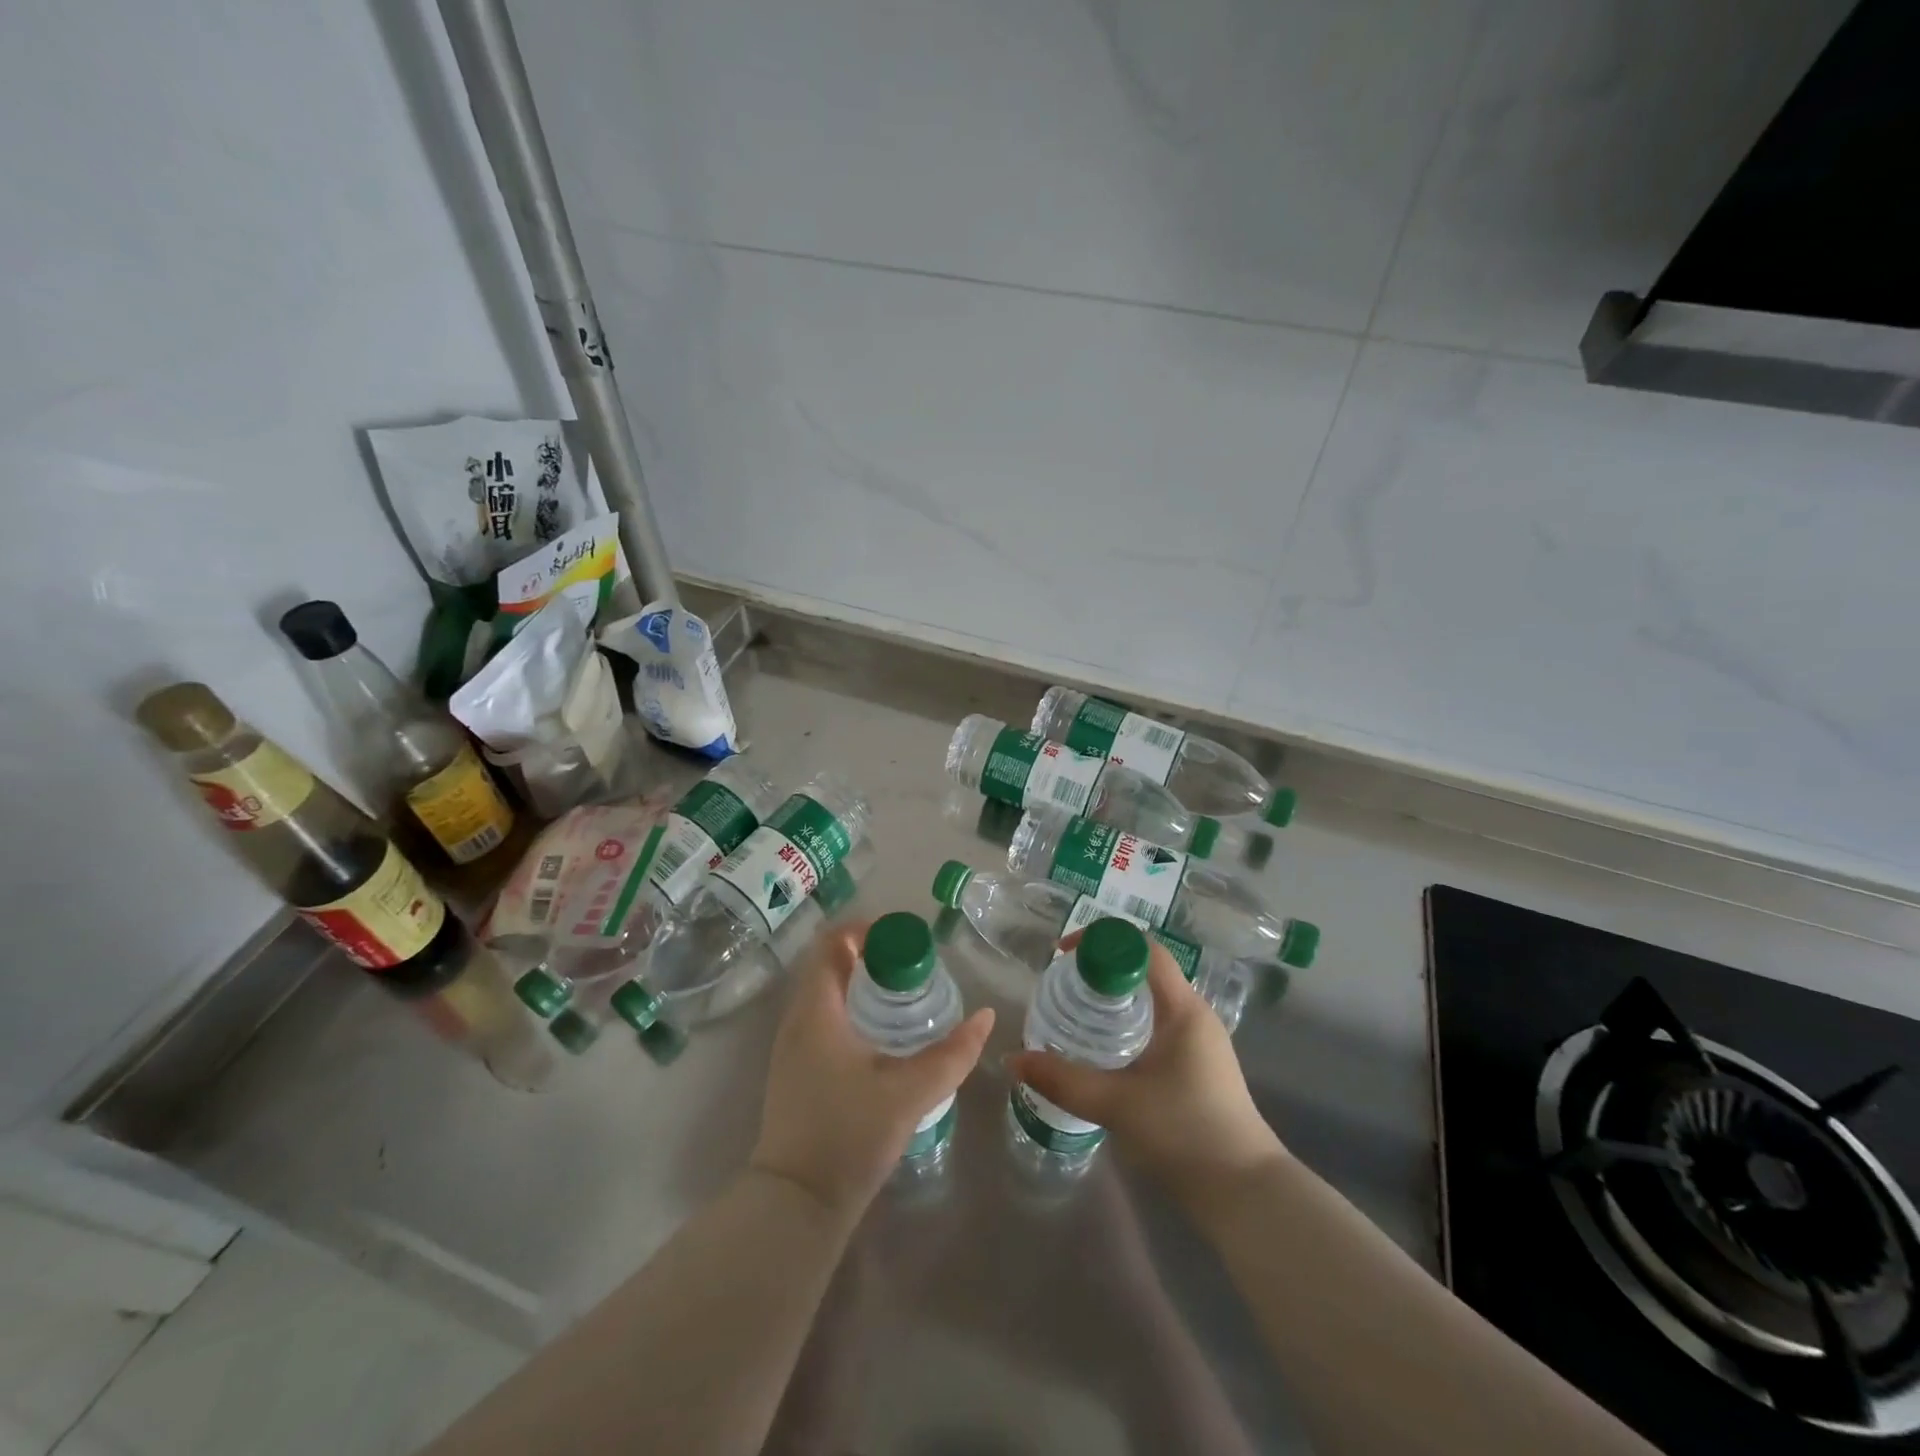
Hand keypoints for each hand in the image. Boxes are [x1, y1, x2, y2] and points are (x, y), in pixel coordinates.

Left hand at [751, 919, 994, 1222]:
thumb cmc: (849, 1136)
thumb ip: (952, 1054)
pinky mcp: (795, 1071)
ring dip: (862, 984)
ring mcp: (791, 1047)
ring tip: (904, 997)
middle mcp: (797, 1019)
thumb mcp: (910, 1092)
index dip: (868, 930)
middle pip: (830, 964)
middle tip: (914, 969)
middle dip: (872, 957)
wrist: (796, 1204)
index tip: (905, 941)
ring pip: (826, 993)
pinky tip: (882, 1036)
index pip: (833, 943)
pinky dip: (851, 1009)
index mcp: (817, 1010)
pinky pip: (823, 1018)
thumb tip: (985, 1017)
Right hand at [1007, 931, 1284, 1216]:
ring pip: (1151, 1002)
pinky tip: (1105, 1052)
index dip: (1103, 942)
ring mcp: (1201, 1044)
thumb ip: (1063, 1080)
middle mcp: (1195, 1017)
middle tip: (1063, 985)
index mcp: (1183, 1009)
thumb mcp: (1116, 1104)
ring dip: (1114, 1000)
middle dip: (1102, 971)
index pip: (1144, 950)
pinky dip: (1129, 1025)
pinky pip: (1158, 1028)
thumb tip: (1013, 1059)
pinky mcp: (1199, 1070)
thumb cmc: (1184, 1133)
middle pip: (1145, 972)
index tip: (1065, 956)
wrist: (1246, 1195)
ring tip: (1076, 1014)